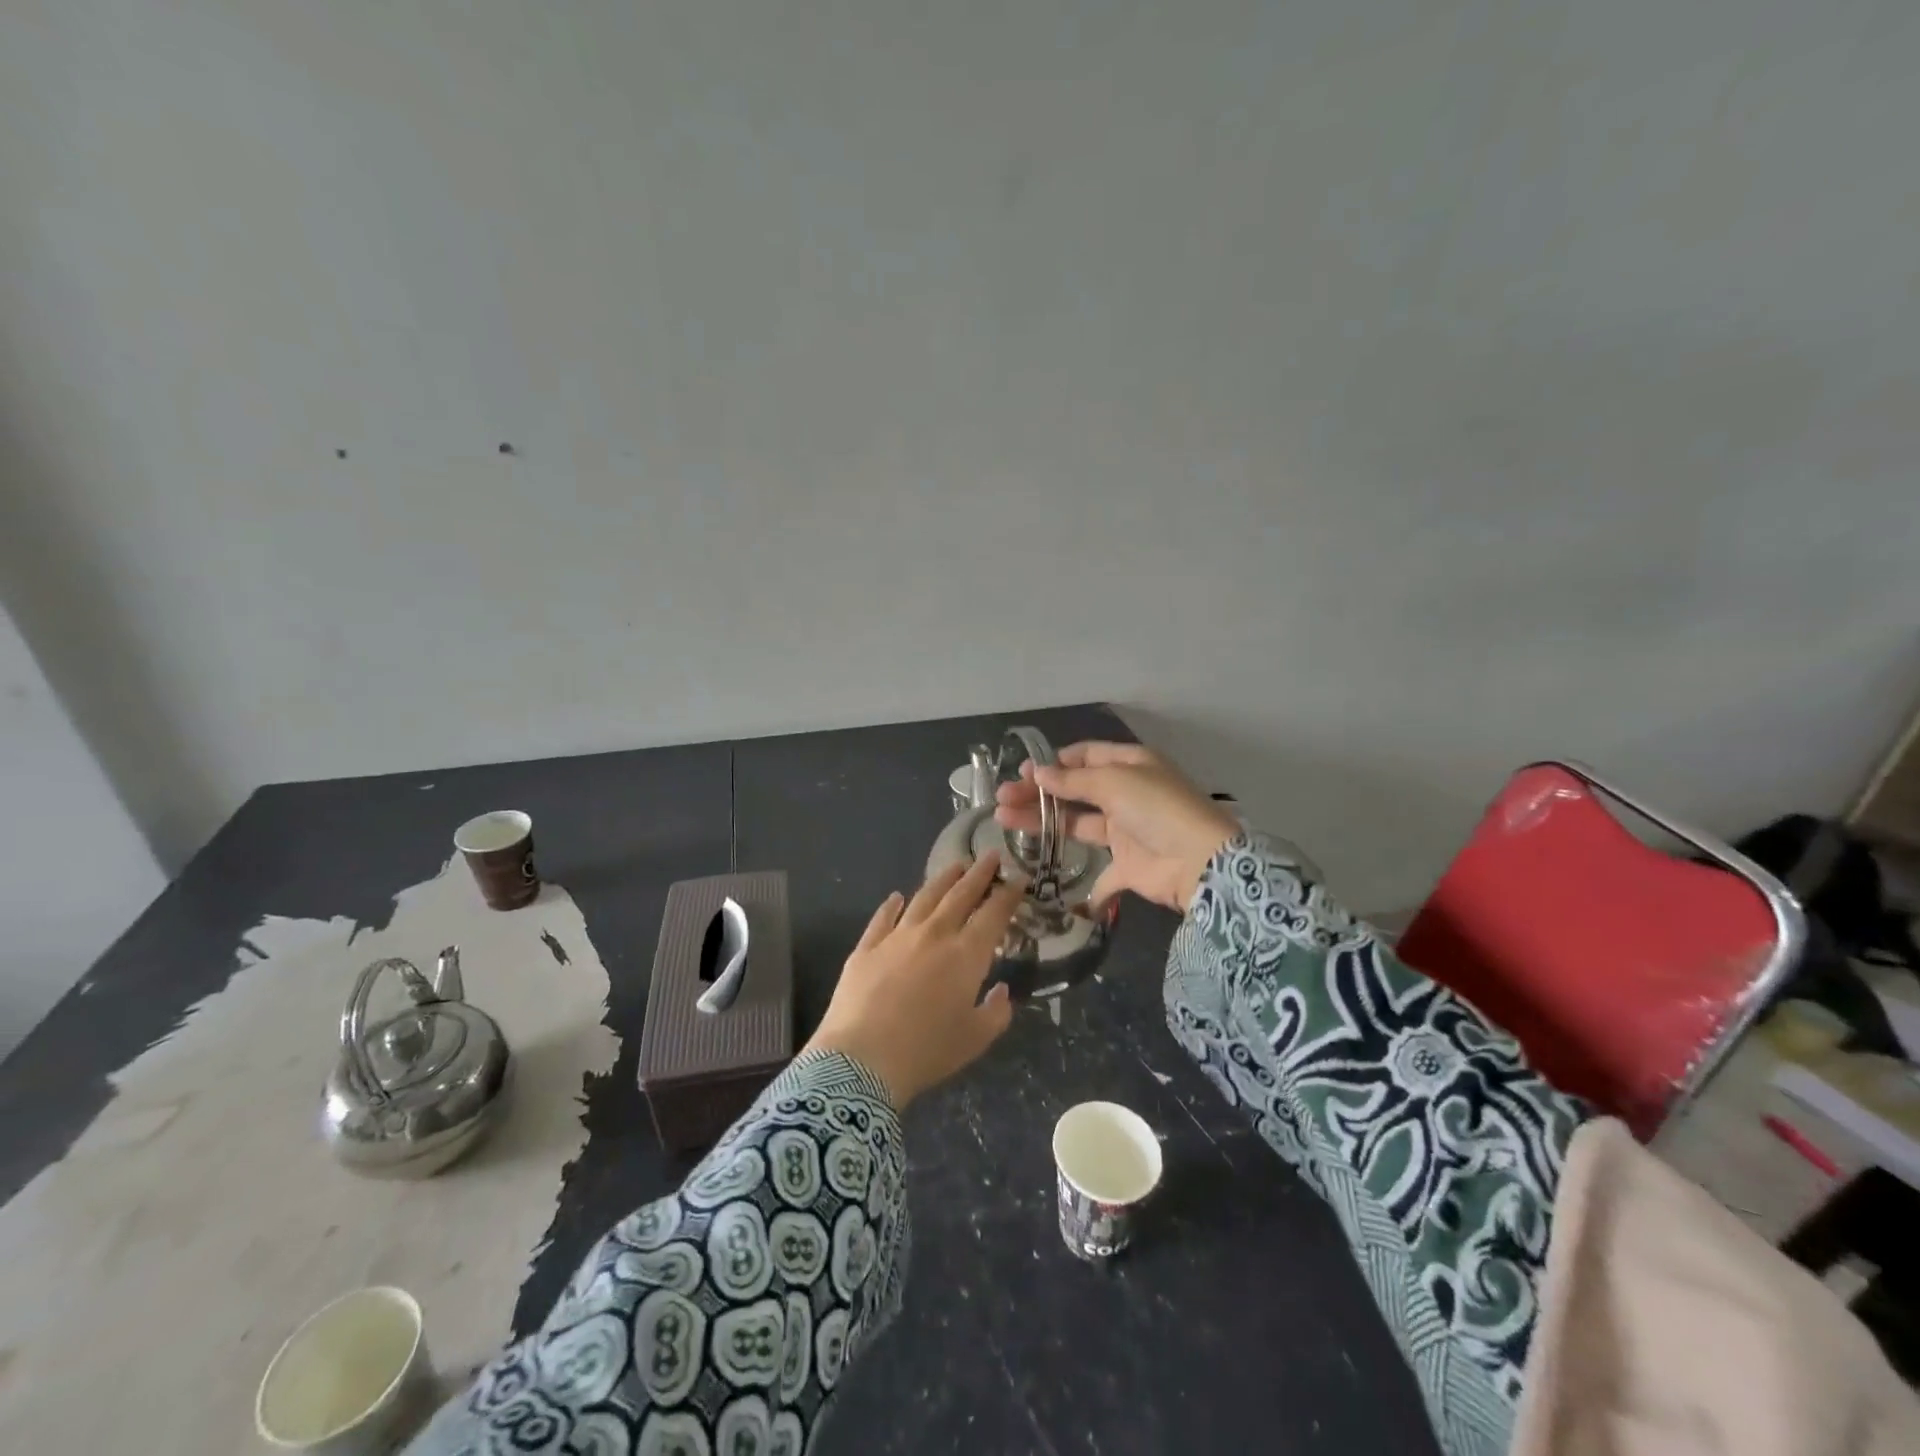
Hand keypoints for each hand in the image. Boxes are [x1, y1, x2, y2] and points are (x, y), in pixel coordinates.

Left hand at [804, 855, 1022, 1108]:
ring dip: (942, 879)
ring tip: (955, 866)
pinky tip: (897, 897)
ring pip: (924, 898)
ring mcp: (896, 937)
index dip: (1008, 894)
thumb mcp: (975, 1039)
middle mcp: (934, 935)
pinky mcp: (866, 947)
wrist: (862, 1059)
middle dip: (979, 874)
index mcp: (966, 955)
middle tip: (990, 856)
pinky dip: (892, 905)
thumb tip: (1001, 990)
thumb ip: (996, 1013)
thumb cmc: (926, 1051)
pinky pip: (882, 918)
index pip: (993, 914)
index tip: (1018, 878)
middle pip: (960, 895)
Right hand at [995, 741, 1238, 912]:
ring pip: (1076, 823)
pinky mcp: (1127, 866)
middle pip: (1073, 790)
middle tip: (1001, 798)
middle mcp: (1126, 794)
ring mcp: (1125, 830)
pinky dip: (1083, 881)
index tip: (1023, 773)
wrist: (1200, 862)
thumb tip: (1039, 772)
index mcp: (1129, 765)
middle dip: (1037, 793)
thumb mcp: (1114, 782)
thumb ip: (1073, 780)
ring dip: (1042, 821)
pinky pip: (1100, 873)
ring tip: (1003, 819)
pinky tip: (1048, 874)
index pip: (1085, 756)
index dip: (1054, 763)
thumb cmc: (1156, 809)